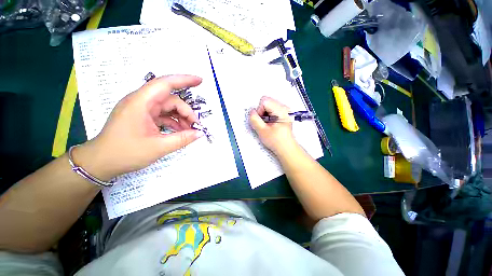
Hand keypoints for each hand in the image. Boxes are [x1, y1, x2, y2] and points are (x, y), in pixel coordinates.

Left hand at [73, 75, 203, 180]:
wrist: (101, 162)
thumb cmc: (125, 153)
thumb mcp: (158, 147)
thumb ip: (182, 139)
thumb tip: (200, 133)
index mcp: (141, 103)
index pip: (165, 84)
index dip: (184, 80)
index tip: (200, 81)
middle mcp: (141, 101)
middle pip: (170, 99)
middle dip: (186, 111)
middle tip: (196, 126)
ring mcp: (142, 109)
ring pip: (168, 107)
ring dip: (181, 118)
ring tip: (189, 131)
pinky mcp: (143, 116)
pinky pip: (163, 115)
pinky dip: (174, 122)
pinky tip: (180, 131)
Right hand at [249, 96, 298, 155]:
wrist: (286, 148)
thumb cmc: (277, 141)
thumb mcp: (262, 131)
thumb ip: (254, 119)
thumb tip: (251, 111)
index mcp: (281, 111)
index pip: (264, 101)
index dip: (259, 111)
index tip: (261, 121)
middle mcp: (284, 108)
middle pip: (266, 101)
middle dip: (261, 112)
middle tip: (264, 123)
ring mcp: (284, 110)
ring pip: (268, 105)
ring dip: (264, 114)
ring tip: (268, 124)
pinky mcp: (282, 113)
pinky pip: (270, 109)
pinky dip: (267, 115)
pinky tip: (270, 123)